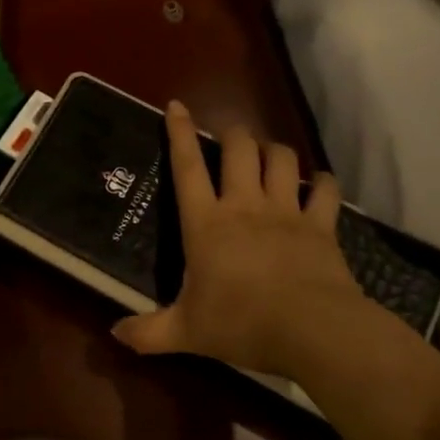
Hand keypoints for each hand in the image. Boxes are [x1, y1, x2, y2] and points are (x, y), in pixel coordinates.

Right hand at [112, 100, 368, 374]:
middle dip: (233, 133)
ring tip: (268, 153)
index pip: (187, 167)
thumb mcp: (186, 333)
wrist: (314, 330)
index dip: (180, 133)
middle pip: (239, 149)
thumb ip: (148, 332)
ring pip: (281, 160)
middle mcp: (244, 206)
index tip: (176, 105)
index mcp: (206, 223)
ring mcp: (287, 212)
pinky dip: (322, 182)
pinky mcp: (322, 226)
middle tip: (228, 136)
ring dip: (273, 150)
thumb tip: (114, 334)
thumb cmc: (241, 324)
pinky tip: (319, 182)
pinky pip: (325, 191)